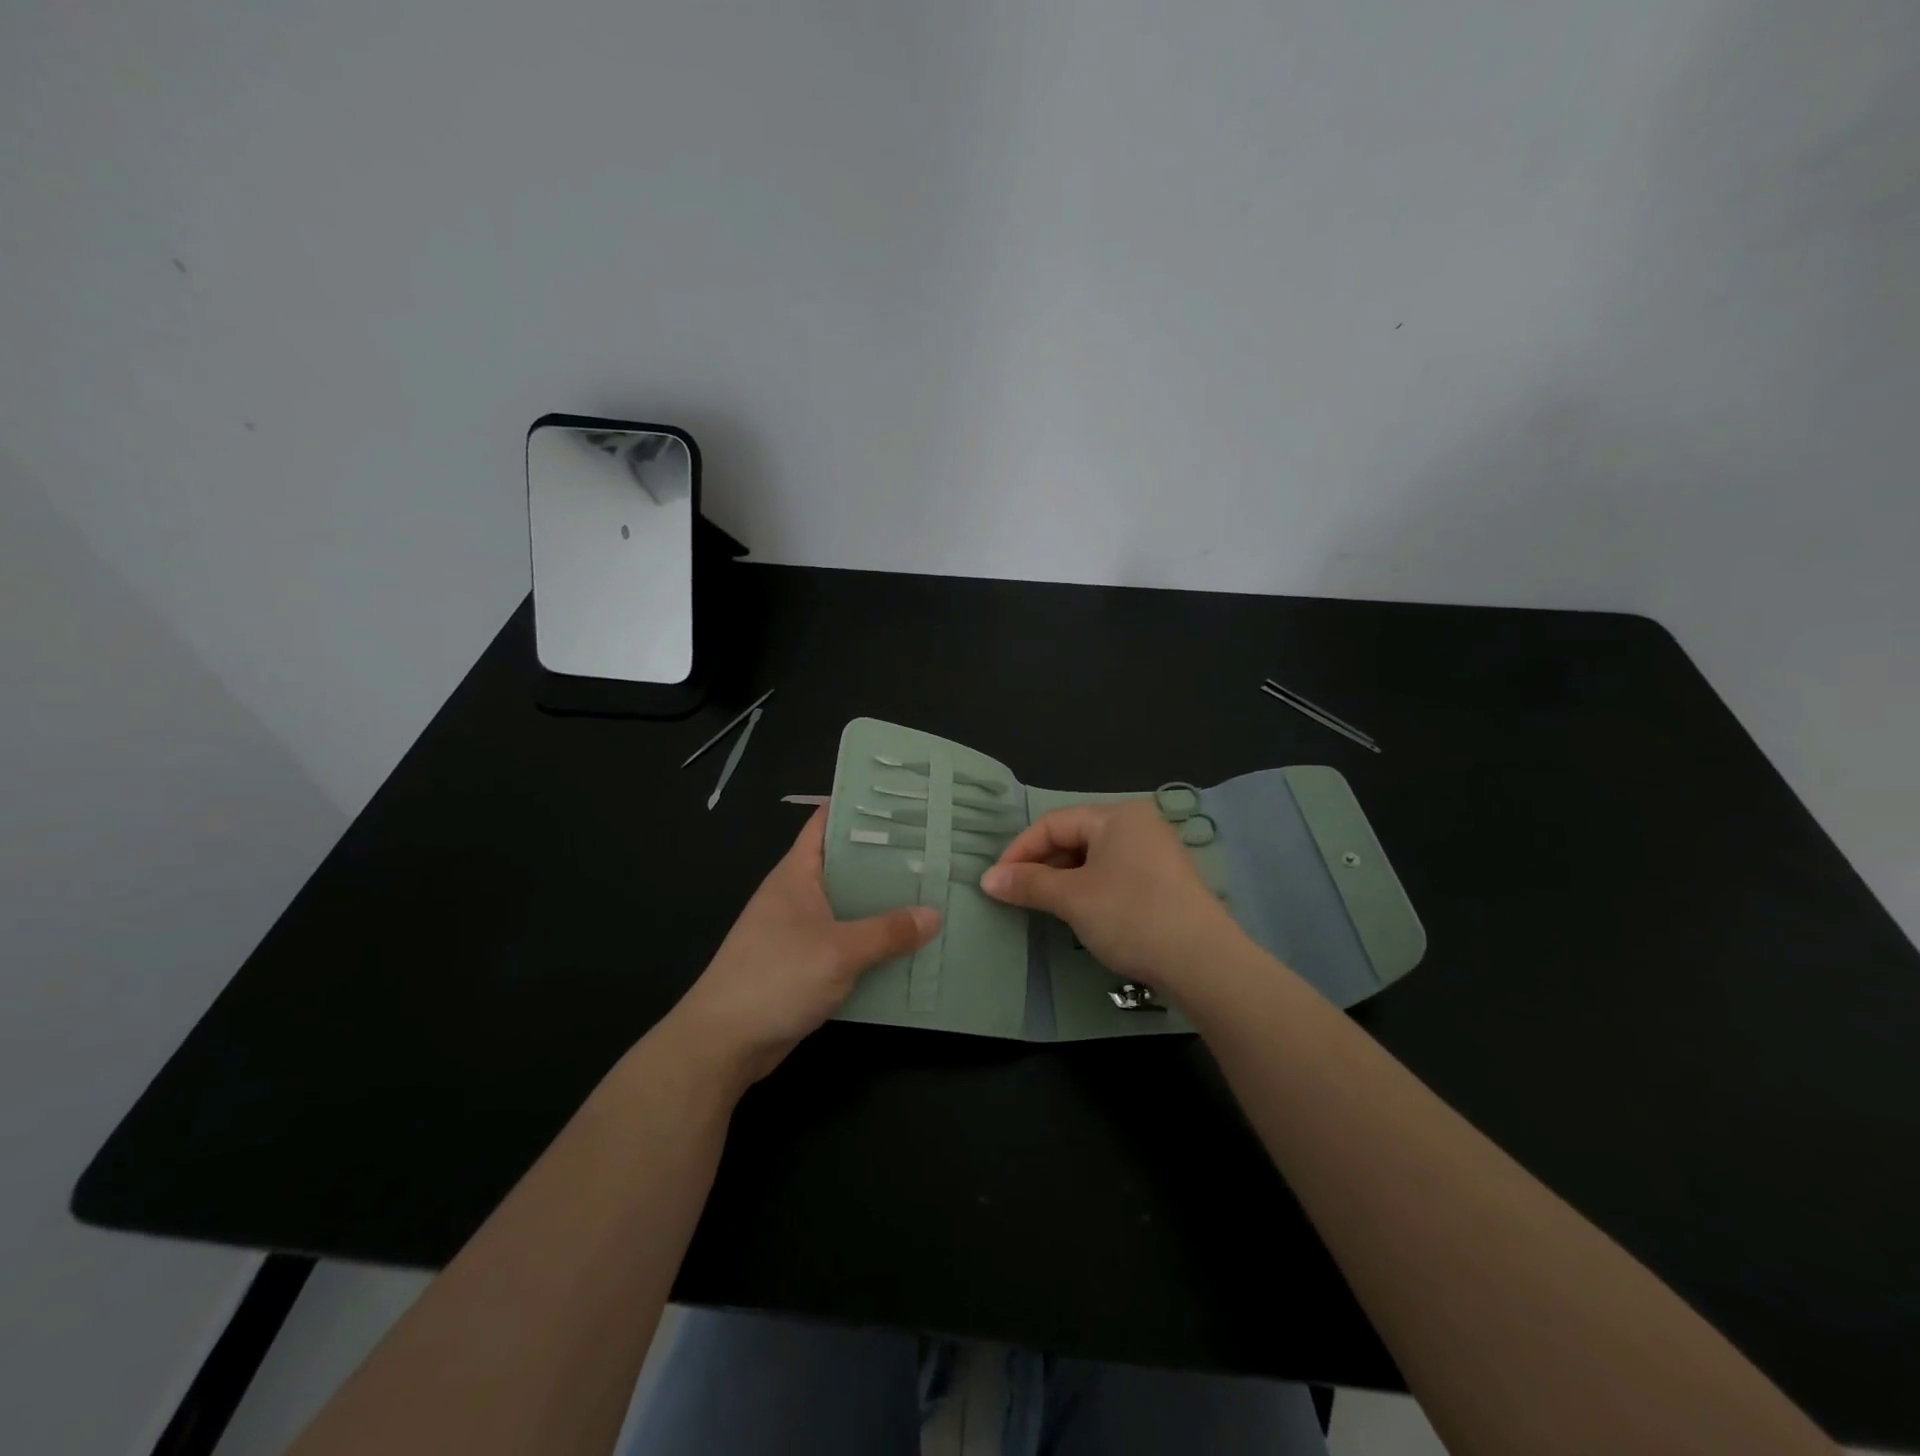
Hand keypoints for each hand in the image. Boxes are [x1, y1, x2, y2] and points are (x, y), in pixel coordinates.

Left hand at [667, 810, 938, 1088]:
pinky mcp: (809, 964)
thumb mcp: (839, 950)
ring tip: (935, 892)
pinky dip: (876, 942)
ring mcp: (802, 931)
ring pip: (852, 906)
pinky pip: (850, 942)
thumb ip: (888, 932)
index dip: (860, 806)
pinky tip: (911, 945)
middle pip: (847, 865)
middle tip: (936, 848)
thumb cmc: (776, 977)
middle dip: (887, 857)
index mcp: (797, 874)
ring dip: (886, 904)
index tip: (904, 799)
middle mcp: (799, 895)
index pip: (827, 823)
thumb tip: (934, 915)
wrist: (725, 1043)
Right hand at [980, 799, 1240, 995]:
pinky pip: (1114, 874)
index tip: (996, 881)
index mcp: (1117, 816)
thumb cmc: (1132, 916)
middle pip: (1074, 837)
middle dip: (1041, 865)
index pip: (1053, 823)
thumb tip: (988, 879)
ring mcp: (1155, 853)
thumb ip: (1028, 884)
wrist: (1203, 962)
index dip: (1020, 850)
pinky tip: (1080, 913)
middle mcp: (1138, 825)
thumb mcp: (1073, 899)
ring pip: (1094, 858)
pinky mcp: (1164, 881)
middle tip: (1015, 895)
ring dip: (1063, 880)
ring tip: (1043, 906)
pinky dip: (1089, 889)